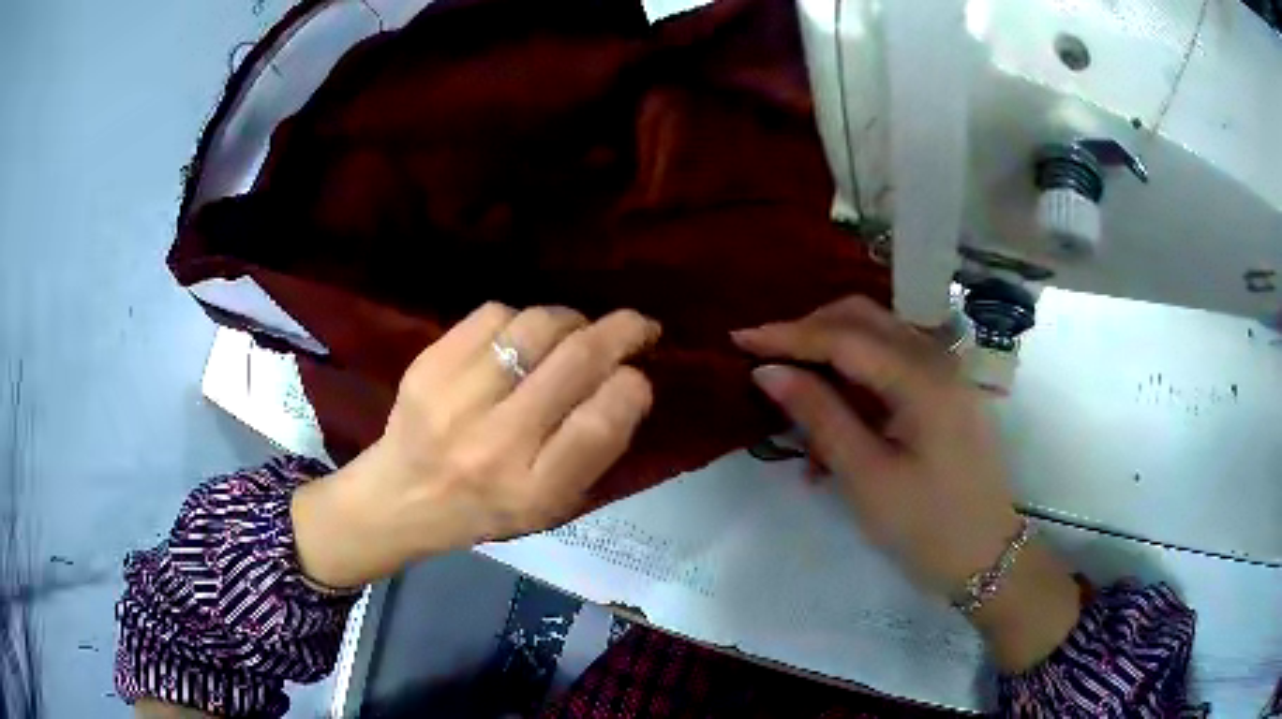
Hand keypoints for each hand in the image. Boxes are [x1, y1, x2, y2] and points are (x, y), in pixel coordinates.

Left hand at [292, 303, 659, 589]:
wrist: (401, 498)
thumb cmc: (486, 509)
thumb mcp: (550, 506)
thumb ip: (592, 450)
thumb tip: (628, 380)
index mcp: (533, 492)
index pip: (600, 424)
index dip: (632, 388)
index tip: (640, 376)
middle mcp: (495, 445)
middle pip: (575, 362)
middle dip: (621, 332)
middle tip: (639, 327)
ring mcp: (455, 400)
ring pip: (536, 327)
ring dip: (572, 320)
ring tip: (577, 331)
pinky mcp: (428, 366)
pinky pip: (493, 315)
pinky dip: (522, 318)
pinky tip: (523, 337)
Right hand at [733, 296, 1079, 671]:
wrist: (988, 556)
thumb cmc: (927, 526)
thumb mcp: (866, 477)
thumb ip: (819, 416)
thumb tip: (769, 372)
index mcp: (922, 378)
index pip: (844, 337)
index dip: (788, 335)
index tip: (740, 339)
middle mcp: (937, 360)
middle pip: (864, 320)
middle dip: (810, 332)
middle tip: (767, 360)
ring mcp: (945, 375)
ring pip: (878, 341)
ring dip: (833, 358)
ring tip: (796, 399)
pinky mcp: (945, 395)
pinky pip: (893, 369)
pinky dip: (858, 382)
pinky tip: (835, 423)